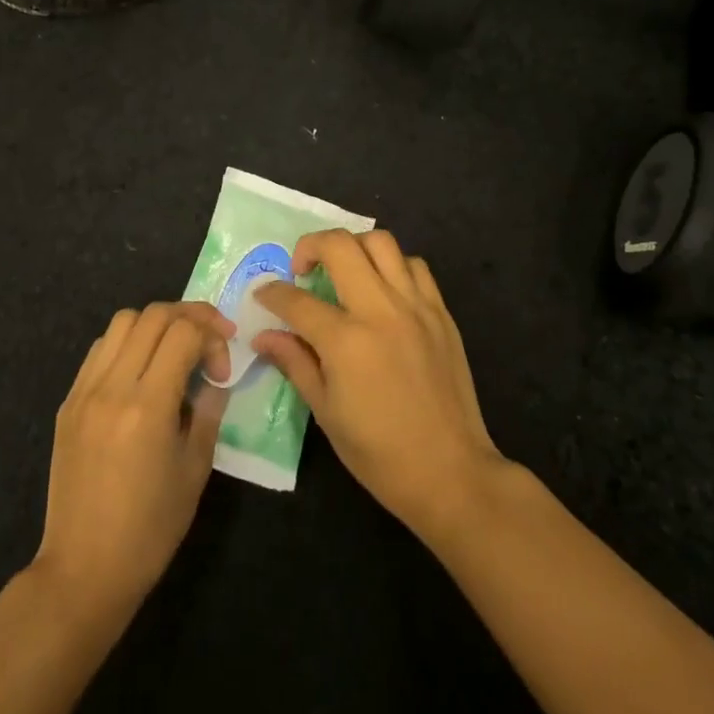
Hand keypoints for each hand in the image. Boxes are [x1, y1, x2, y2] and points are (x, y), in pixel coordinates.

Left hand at [33, 303, 232, 616]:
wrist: (84, 570)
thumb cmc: (150, 529)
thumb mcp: (195, 469)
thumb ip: (208, 410)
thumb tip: (214, 376)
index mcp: (147, 405)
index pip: (183, 332)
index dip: (212, 336)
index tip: (222, 367)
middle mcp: (112, 387)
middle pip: (153, 315)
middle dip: (190, 317)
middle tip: (210, 340)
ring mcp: (84, 392)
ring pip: (122, 322)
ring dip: (156, 324)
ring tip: (174, 350)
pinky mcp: (68, 403)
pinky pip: (100, 350)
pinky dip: (127, 343)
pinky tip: (141, 371)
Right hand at [253, 231, 509, 543]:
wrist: (450, 471)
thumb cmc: (379, 453)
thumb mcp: (326, 413)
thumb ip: (295, 363)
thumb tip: (264, 335)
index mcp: (346, 341)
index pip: (296, 300)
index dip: (272, 294)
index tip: (263, 295)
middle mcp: (380, 310)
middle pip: (339, 246)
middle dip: (309, 246)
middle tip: (302, 270)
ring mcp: (415, 306)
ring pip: (381, 242)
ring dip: (354, 247)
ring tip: (344, 271)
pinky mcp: (441, 311)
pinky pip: (415, 265)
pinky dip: (393, 265)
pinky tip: (384, 289)